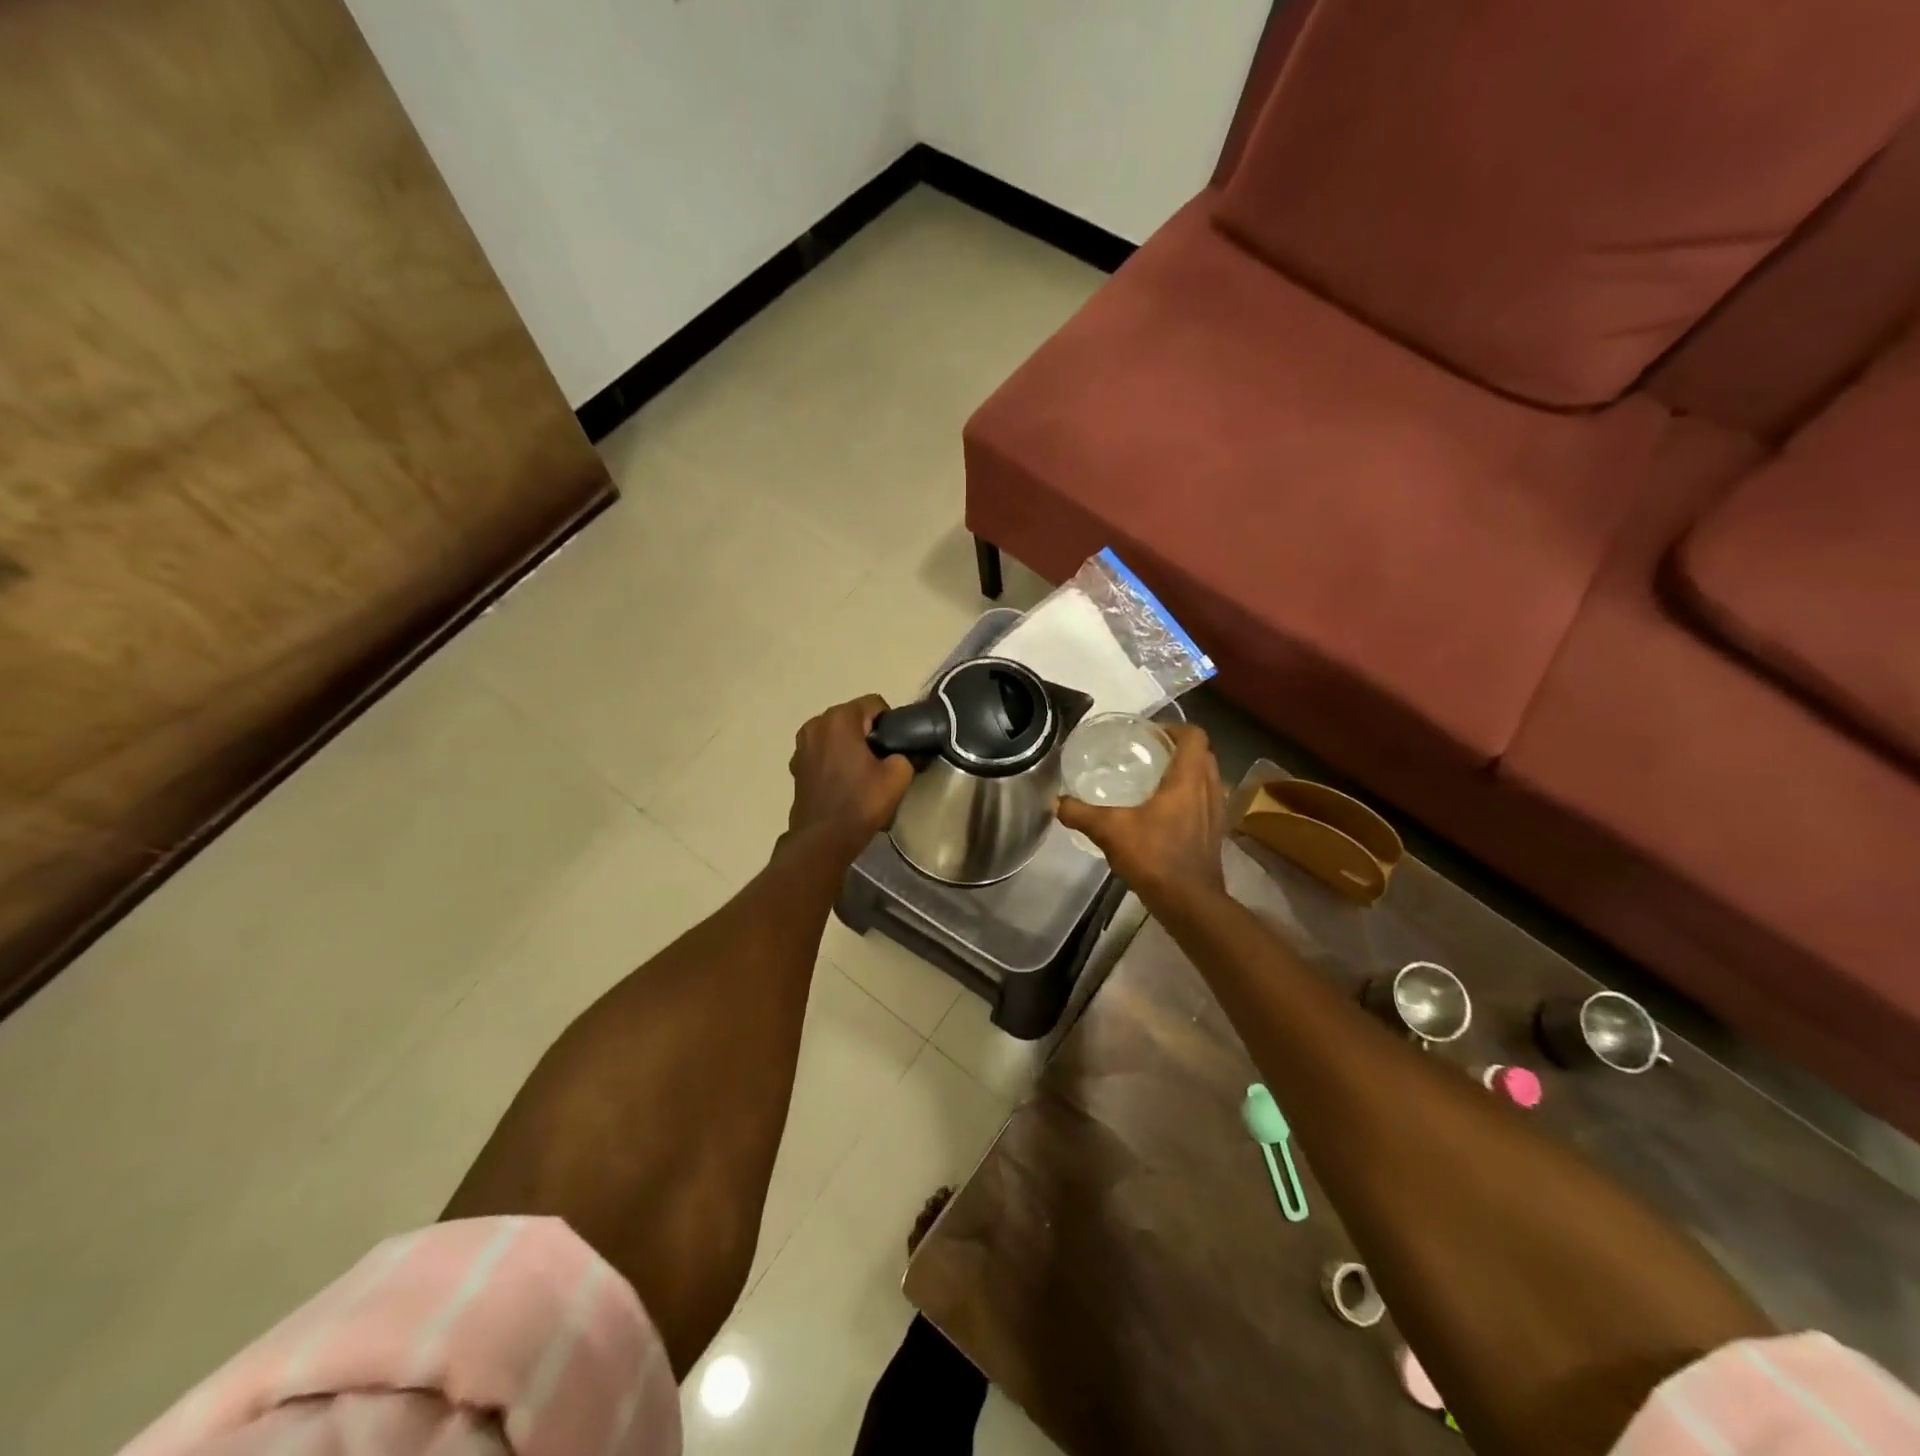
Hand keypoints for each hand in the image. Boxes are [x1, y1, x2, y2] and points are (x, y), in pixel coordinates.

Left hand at [787, 695, 915, 858]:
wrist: (823, 838)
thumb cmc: (861, 802)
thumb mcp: (898, 775)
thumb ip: (903, 753)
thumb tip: (897, 753)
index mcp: (840, 719)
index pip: (874, 704)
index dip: (890, 723)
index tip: (895, 746)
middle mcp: (816, 724)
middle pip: (852, 717)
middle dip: (867, 733)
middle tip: (881, 760)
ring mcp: (801, 744)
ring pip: (835, 734)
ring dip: (849, 745)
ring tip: (861, 772)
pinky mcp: (796, 765)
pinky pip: (822, 751)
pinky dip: (833, 759)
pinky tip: (842, 782)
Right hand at [1057, 724, 1226, 902]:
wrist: (1189, 901)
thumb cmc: (1155, 856)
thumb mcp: (1109, 831)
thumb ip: (1081, 813)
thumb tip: (1056, 802)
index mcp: (1188, 778)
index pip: (1194, 735)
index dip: (1173, 728)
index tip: (1149, 734)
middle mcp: (1209, 789)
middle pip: (1203, 753)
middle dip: (1179, 748)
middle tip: (1149, 753)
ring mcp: (1216, 812)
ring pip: (1207, 777)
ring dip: (1188, 772)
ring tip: (1156, 779)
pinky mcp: (1216, 832)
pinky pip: (1206, 800)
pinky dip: (1191, 796)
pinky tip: (1165, 812)